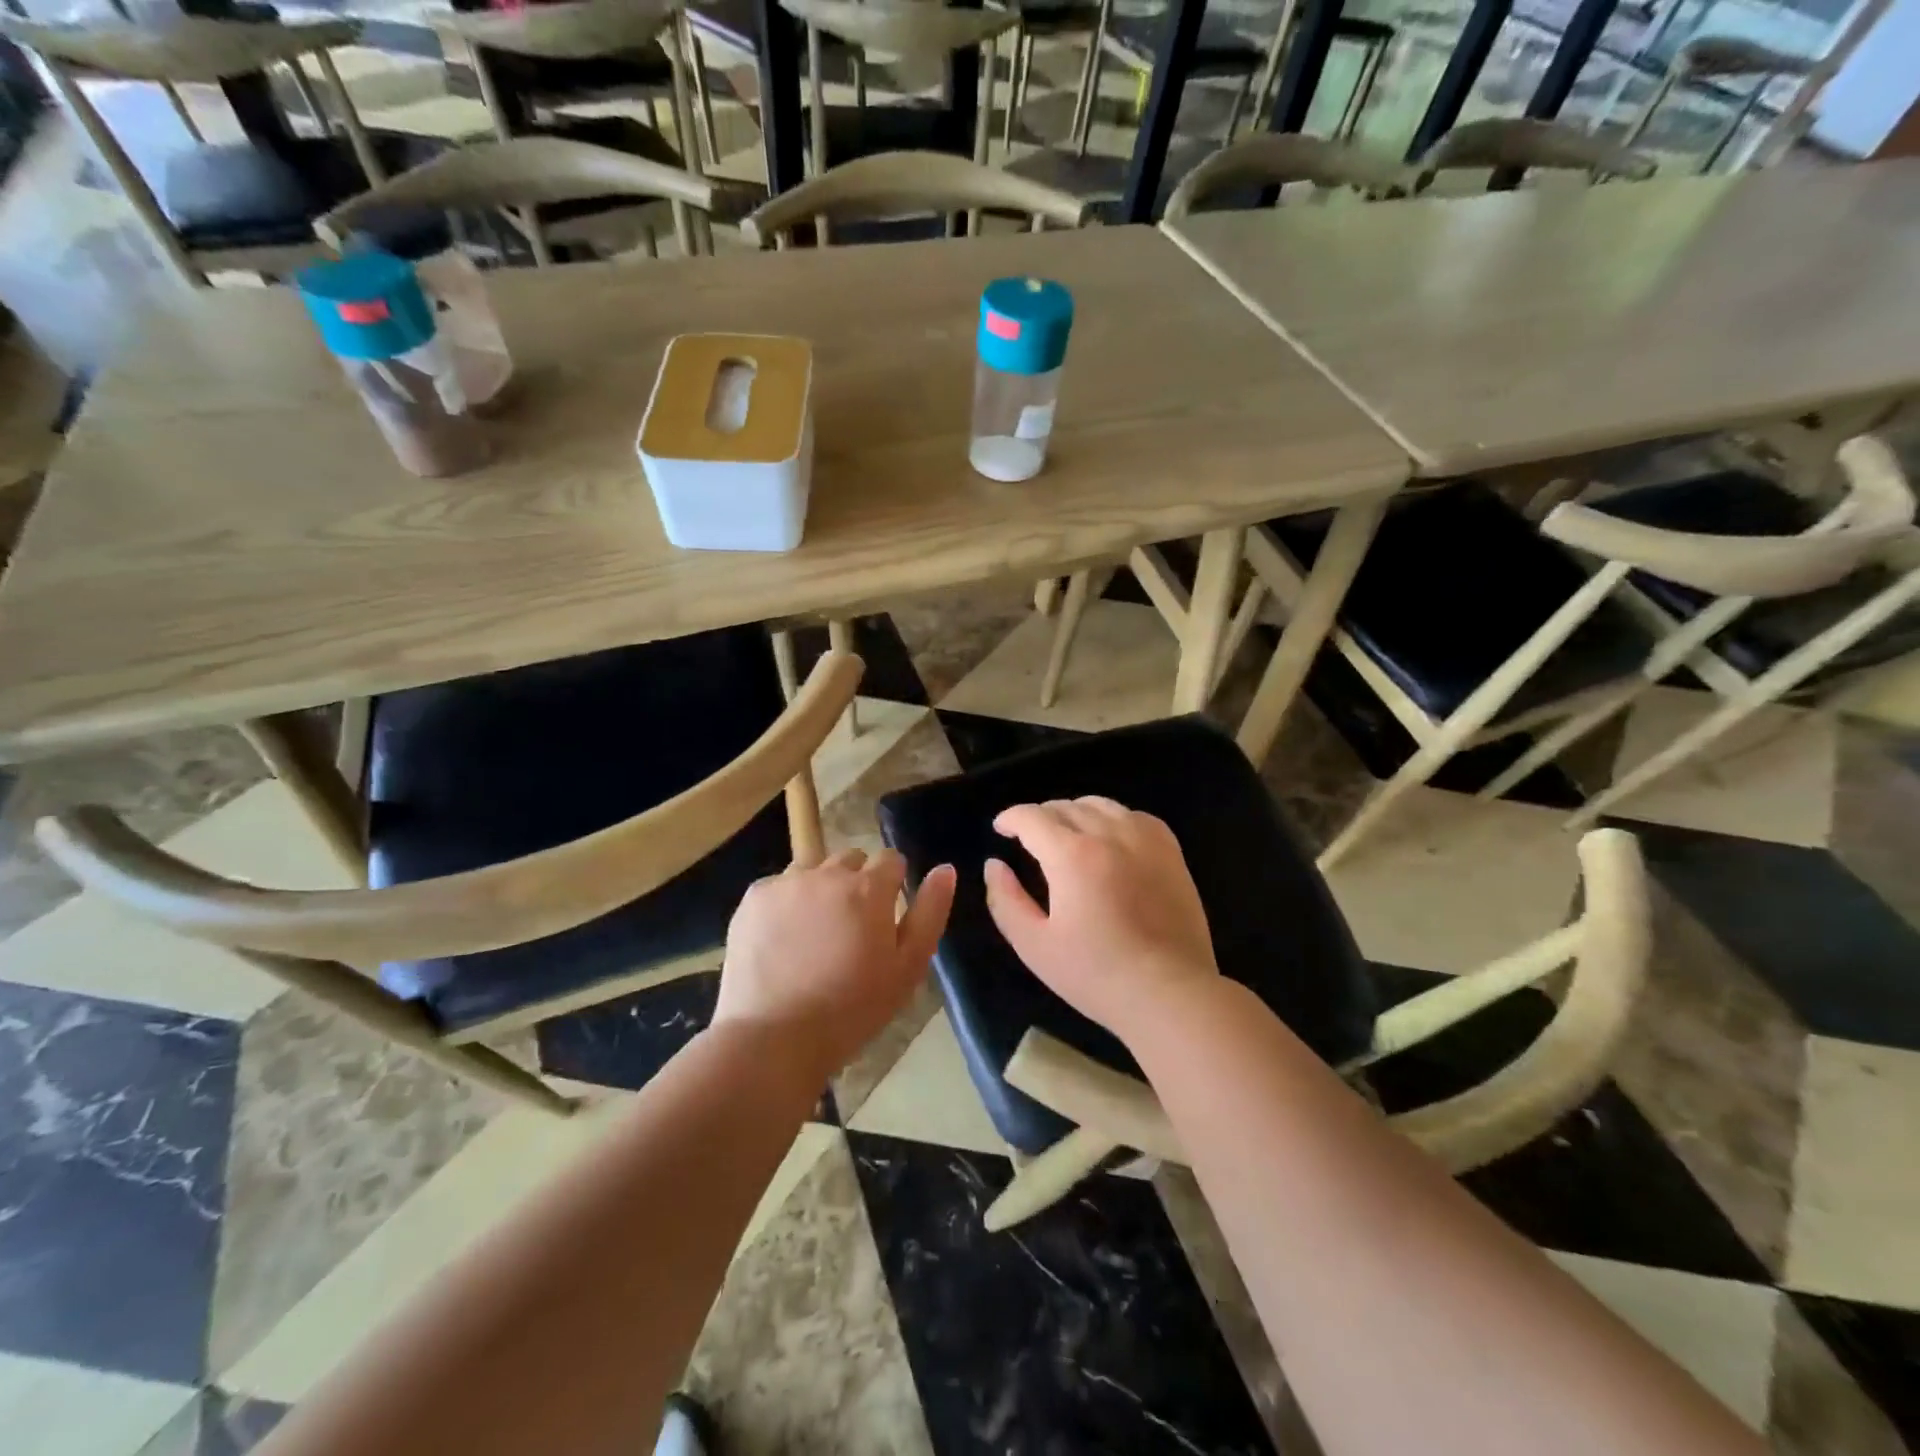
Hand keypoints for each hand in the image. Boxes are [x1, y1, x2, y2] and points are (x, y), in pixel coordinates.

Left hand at [716, 848, 955, 1078]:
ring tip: (812, 936)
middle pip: (850, 860)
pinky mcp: (754, 898)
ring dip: (819, 890)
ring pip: (812, 871)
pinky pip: (778, 887)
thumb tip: (945, 868)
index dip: (892, 884)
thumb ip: (930, 912)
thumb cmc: (852, 1010)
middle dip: (855, 884)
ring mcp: (786, 883)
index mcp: (869, 888)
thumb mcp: (908, 968)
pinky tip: (781, 942)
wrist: (774, 1038)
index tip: (885, 915)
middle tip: (849, 929)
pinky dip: (784, 905)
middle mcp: (827, 873)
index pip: (891, 860)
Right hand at [984, 798, 1218, 1042]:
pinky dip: (1113, 819)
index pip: (1032, 816)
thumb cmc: (1096, 974)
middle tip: (1029, 839)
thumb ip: (1005, 900)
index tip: (1001, 829)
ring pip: (1100, 805)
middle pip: (1064, 806)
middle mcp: (1108, 834)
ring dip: (1074, 813)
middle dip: (1039, 817)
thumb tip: (994, 864)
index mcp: (1071, 855)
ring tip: (1067, 835)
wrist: (1169, 992)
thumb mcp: (1034, 945)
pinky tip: (1110, 840)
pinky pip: (1134, 816)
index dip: (1010, 818)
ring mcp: (1144, 839)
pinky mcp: (1170, 851)